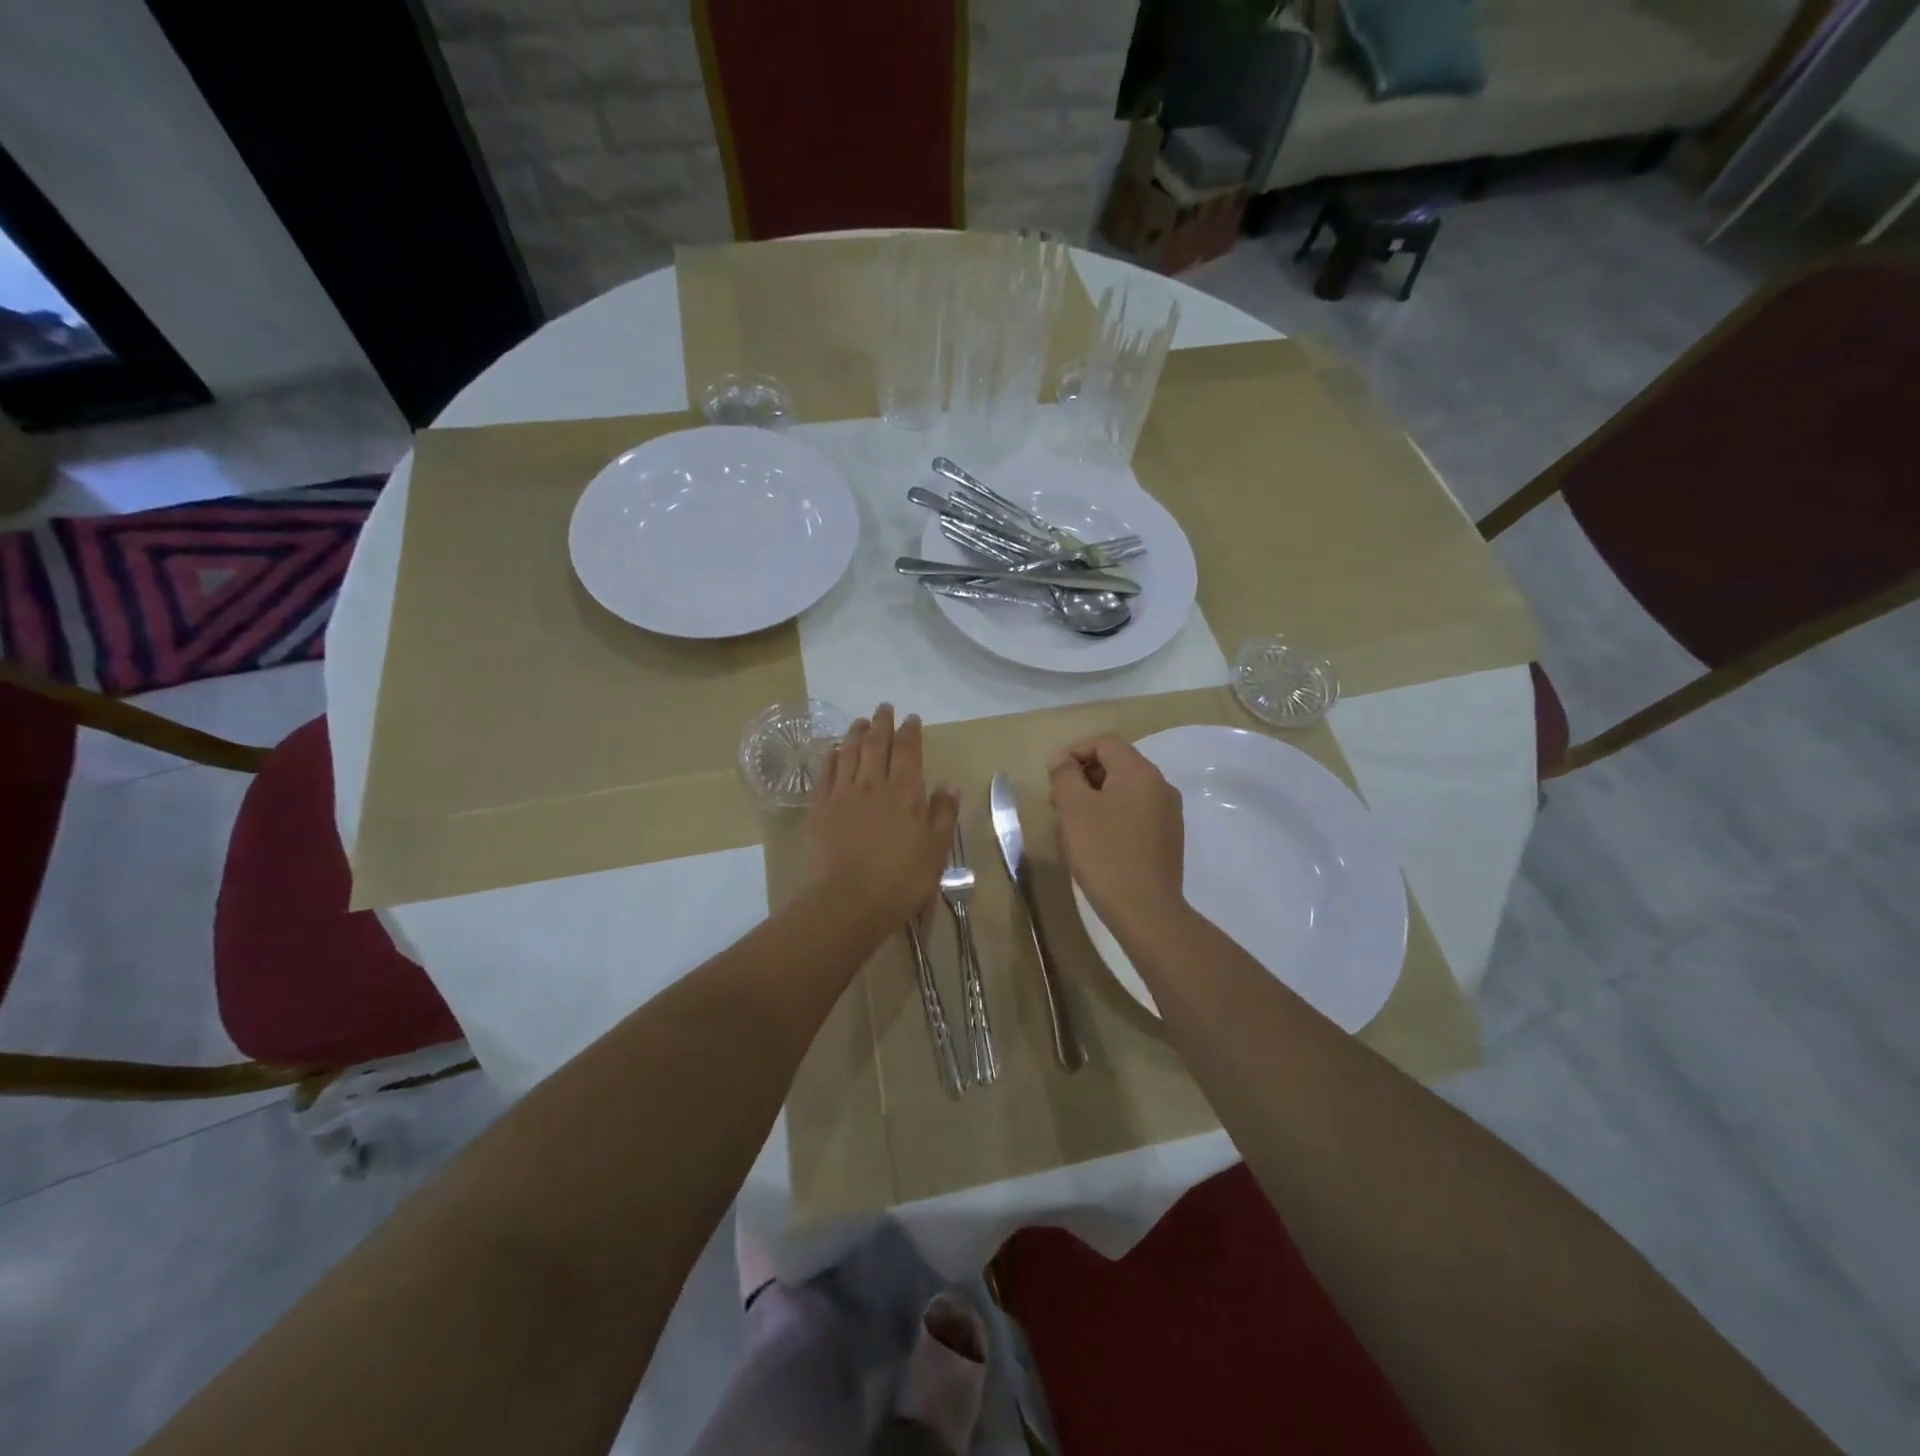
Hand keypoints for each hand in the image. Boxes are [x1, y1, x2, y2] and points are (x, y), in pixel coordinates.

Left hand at [805, 704, 959, 931]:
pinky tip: (833, 750)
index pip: (908, 752)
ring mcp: (842, 795)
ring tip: (860, 721)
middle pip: (877, 745)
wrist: (846, 901)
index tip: (911, 717)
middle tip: (884, 707)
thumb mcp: (935, 851)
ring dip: (856, 734)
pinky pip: (825, 774)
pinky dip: (831, 758)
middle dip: (882, 724)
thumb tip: (949, 784)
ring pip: (849, 754)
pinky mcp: (819, 810)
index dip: (910, 732)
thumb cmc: (900, 880)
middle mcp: (872, 785)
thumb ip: (943, 815)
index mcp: (904, 793)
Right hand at [1048, 736, 1184, 926]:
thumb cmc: (1103, 851)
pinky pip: (1137, 812)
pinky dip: (1114, 814)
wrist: (1144, 908)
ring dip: (1097, 796)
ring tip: (1074, 822)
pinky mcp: (1169, 837)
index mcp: (1139, 771)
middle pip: (1117, 764)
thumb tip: (1064, 761)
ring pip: (1127, 789)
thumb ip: (1065, 775)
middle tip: (1059, 801)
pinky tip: (1098, 840)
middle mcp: (1160, 785)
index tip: (1053, 777)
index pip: (1104, 743)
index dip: (1074, 752)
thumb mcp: (1073, 808)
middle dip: (1085, 775)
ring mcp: (1169, 812)